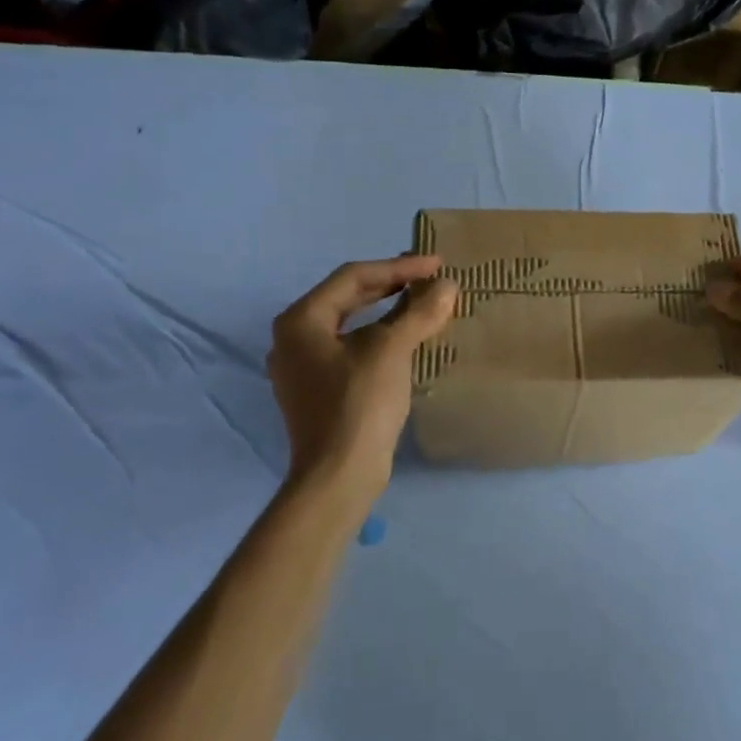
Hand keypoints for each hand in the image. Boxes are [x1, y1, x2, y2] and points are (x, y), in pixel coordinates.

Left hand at [268, 256, 458, 492]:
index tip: (437, 265)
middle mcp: (293, 338)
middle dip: (392, 285)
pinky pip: (351, 349)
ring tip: (422, 302)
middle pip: (348, 297)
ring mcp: (302, 367)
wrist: (339, 475)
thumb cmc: (359, 403)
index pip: (354, 277)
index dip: (399, 267)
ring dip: (388, 311)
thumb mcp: (392, 350)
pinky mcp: (317, 391)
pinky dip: (379, 337)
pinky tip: (405, 339)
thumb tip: (448, 285)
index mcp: (300, 320)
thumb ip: (419, 312)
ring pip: (350, 324)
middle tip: (430, 276)